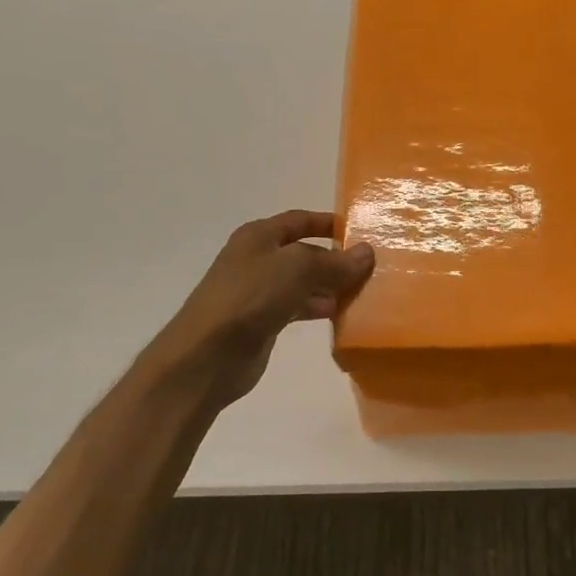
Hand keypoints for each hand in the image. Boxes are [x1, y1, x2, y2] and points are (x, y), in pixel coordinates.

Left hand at [150, 210, 374, 410]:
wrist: (206, 356)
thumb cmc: (250, 298)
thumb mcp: (296, 269)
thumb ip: (333, 261)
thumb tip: (366, 252)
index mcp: (259, 236)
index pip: (300, 220)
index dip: (328, 223)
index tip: (359, 231)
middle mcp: (257, 259)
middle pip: (304, 252)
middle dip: (334, 258)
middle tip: (369, 267)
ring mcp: (258, 291)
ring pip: (302, 281)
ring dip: (329, 285)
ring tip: (361, 292)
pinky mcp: (261, 321)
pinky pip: (297, 307)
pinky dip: (317, 307)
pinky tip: (339, 314)